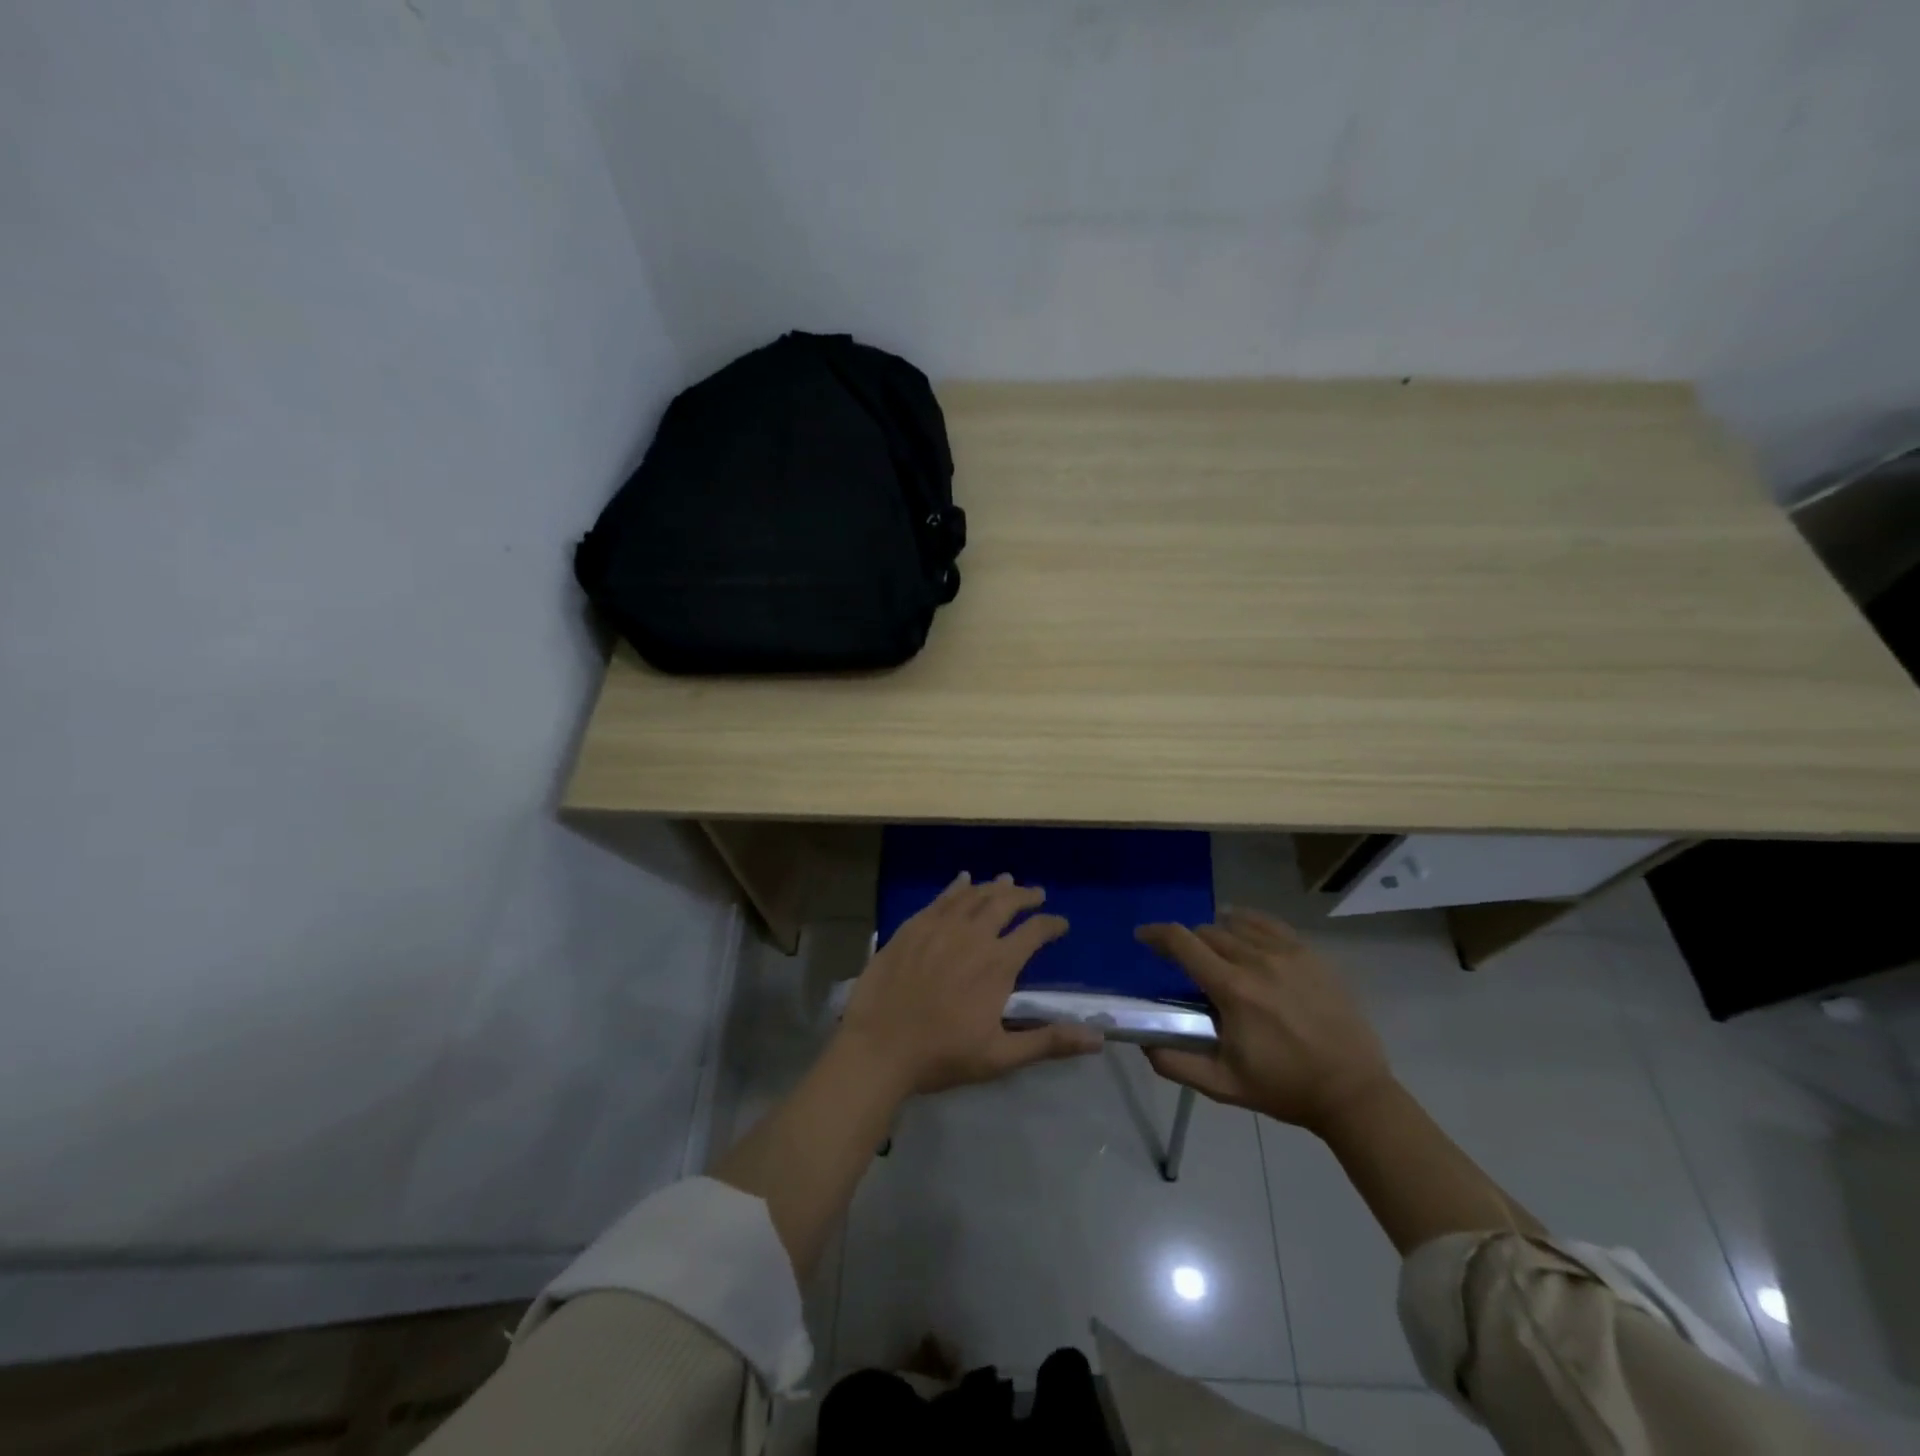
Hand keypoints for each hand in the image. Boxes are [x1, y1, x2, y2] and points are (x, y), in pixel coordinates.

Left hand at [837, 872, 1104, 1096]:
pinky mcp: (912, 927)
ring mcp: (939, 927)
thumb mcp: (1000, 1056)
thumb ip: (1048, 1042)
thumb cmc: (942, 1055)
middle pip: (1005, 903)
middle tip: (1036, 892)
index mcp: (997, 964)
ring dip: (993, 887)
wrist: (879, 1047)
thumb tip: (1097, 1038)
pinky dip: (957, 887)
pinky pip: (940, 899)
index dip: (1051, 925)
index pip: (1034, 932)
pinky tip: (963, 880)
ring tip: (1006, 881)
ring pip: (973, 895)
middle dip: (1025, 895)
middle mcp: (972, 935)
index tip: (1061, 924)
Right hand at [1136, 907, 1392, 1135]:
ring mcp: (1288, 953)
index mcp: (1233, 990)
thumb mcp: (1223, 1086)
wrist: (1352, 1092)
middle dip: (1188, 943)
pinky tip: (1244, 934)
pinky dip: (1247, 923)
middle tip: (1186, 965)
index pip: (1183, 943)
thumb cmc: (1284, 1087)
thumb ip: (1176, 1064)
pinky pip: (1269, 923)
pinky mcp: (1310, 954)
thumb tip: (1143, 1042)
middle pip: (1207, 931)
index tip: (1142, 936)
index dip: (1156, 934)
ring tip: (1217, 954)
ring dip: (1217, 934)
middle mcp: (1257, 961)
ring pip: (1236, 924)